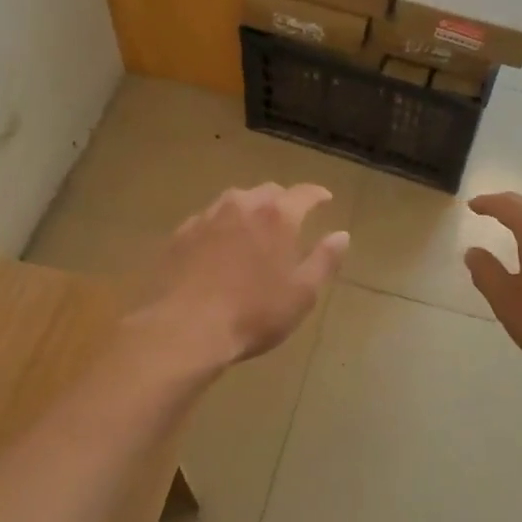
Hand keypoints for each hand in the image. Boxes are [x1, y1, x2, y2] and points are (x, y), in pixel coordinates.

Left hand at [135, 184, 348, 369]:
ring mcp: (206, 217)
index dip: (317, 195)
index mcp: (277, 216)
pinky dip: (221, 226)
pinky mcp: (180, 234)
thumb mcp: (302, 293)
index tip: (325, 199)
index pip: (304, 193)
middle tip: (290, 219)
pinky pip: (208, 220)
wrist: (184, 329)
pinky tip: (220, 246)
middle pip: (267, 192)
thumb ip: (324, 260)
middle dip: (283, 201)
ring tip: (254, 229)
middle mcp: (242, 206)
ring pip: (234, 202)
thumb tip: (341, 235)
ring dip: (249, 210)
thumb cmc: (253, 313)